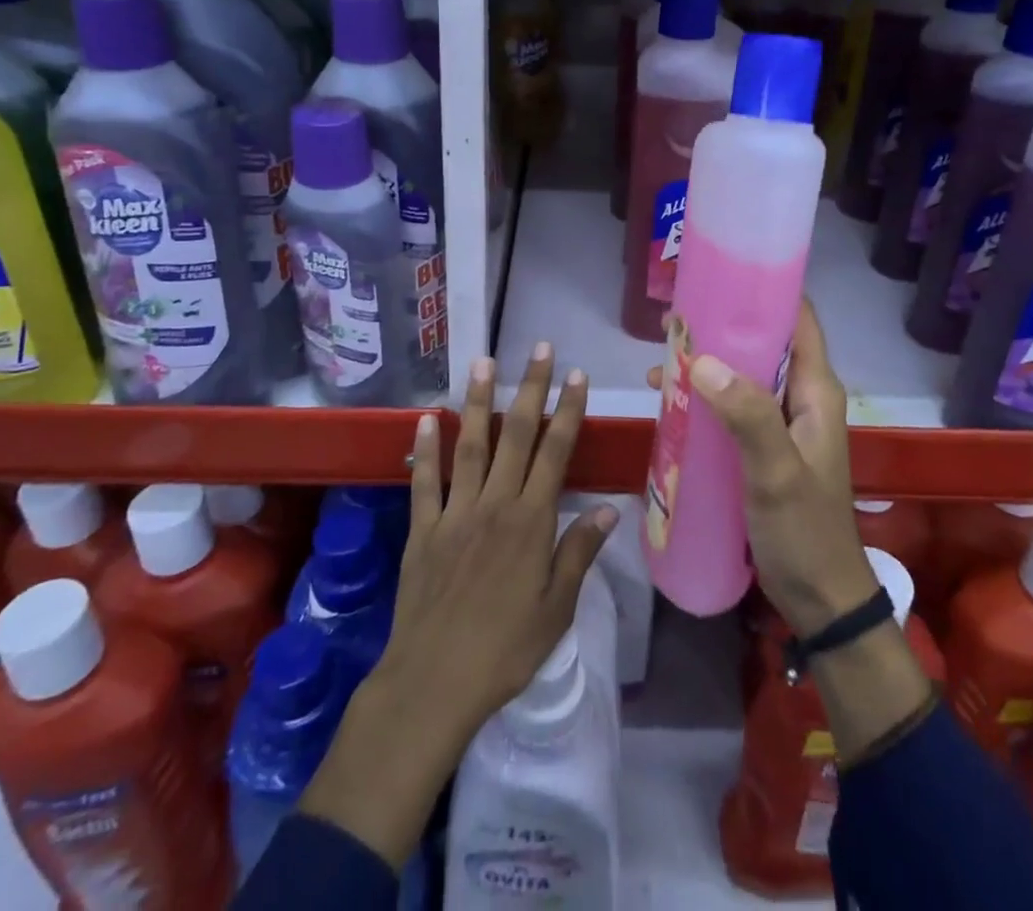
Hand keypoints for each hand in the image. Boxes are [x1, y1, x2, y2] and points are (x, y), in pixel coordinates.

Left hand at [386, 343, 615, 734]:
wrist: (434, 683)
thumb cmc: (506, 650)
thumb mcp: (556, 609)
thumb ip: (579, 552)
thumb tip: (609, 509)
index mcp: (531, 521)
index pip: (555, 452)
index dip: (567, 411)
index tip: (576, 375)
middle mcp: (494, 504)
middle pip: (516, 436)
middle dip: (531, 389)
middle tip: (540, 349)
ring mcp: (455, 512)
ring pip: (470, 445)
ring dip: (478, 402)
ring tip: (483, 362)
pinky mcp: (423, 529)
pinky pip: (424, 481)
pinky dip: (425, 448)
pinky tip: (425, 418)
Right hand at [652, 299, 875, 637]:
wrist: (820, 599)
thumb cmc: (805, 532)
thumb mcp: (776, 474)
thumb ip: (748, 416)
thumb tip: (702, 360)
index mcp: (816, 391)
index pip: (798, 319)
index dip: (764, 291)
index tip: (719, 275)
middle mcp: (802, 397)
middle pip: (763, 342)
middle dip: (720, 325)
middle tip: (671, 318)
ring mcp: (781, 423)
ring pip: (743, 373)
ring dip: (706, 361)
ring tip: (659, 354)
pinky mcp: (763, 446)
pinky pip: (732, 405)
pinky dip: (703, 395)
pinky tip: (667, 398)